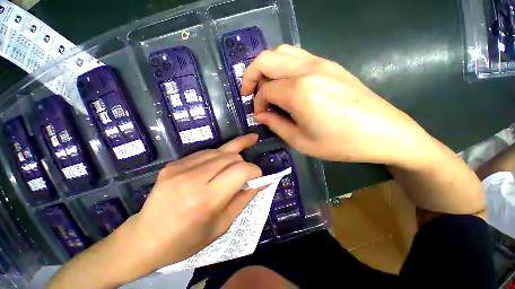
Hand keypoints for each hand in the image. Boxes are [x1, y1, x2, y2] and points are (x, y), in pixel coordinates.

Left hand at [130, 134, 262, 270]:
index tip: (258, 175)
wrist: (145, 238)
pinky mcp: (173, 164)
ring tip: (237, 165)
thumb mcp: (222, 226)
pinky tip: (218, 165)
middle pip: (231, 156)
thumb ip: (244, 199)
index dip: (254, 170)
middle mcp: (193, 178)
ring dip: (232, 156)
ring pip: (219, 150)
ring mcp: (180, 168)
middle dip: (244, 162)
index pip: (240, 170)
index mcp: (206, 199)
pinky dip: (217, 157)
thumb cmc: (186, 240)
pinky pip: (205, 153)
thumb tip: (262, 182)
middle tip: (247, 173)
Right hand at [243, 45, 431, 165]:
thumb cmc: (341, 143)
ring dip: (266, 68)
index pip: (265, 90)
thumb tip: (261, 115)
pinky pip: (296, 56)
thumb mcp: (301, 142)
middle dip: (251, 75)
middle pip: (266, 60)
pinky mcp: (329, 64)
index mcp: (299, 92)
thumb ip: (276, 125)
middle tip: (249, 93)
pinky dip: (282, 66)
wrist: (384, 133)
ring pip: (280, 52)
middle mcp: (307, 70)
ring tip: (265, 87)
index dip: (257, 104)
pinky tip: (285, 84)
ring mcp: (320, 63)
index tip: (259, 116)